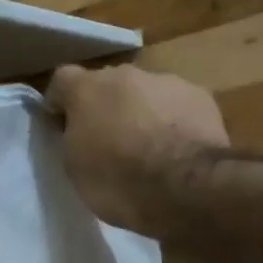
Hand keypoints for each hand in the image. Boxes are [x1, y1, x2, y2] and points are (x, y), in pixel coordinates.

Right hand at [46, 64, 228, 236]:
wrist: (185, 187)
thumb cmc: (119, 181)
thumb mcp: (76, 167)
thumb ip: (74, 138)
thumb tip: (82, 130)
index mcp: (87, 89)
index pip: (62, 80)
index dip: (61, 103)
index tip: (63, 127)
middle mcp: (125, 74)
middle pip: (108, 84)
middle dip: (106, 106)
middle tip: (110, 141)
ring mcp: (166, 81)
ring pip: (146, 93)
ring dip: (143, 113)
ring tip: (151, 149)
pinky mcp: (200, 96)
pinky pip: (178, 106)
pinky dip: (174, 121)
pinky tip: (180, 150)